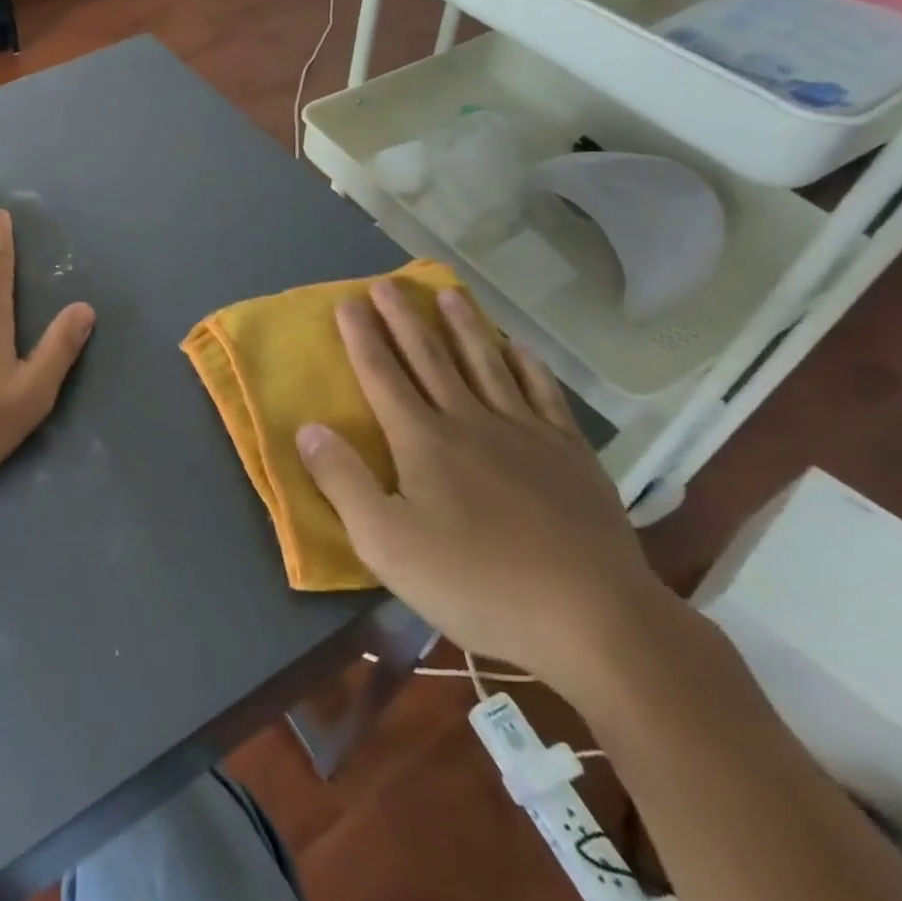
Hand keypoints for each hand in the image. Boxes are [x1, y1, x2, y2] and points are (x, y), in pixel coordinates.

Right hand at [297, 282, 678, 698]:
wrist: (592, 618)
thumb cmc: (476, 582)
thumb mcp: (386, 543)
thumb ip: (343, 481)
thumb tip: (309, 427)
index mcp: (423, 441)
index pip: (383, 375)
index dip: (363, 337)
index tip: (349, 301)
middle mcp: (470, 421)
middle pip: (430, 358)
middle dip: (405, 318)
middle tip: (388, 282)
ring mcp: (526, 433)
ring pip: (486, 364)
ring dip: (464, 327)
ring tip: (449, 294)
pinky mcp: (570, 454)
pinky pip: (543, 394)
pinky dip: (528, 366)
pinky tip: (520, 349)